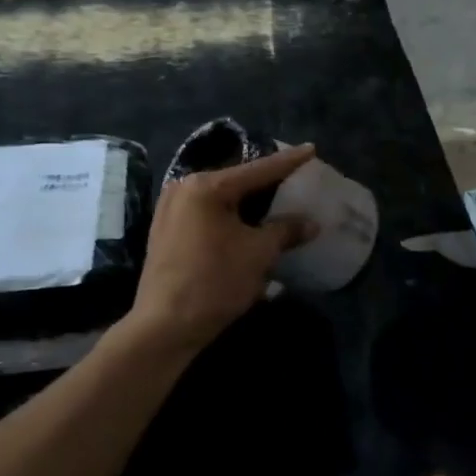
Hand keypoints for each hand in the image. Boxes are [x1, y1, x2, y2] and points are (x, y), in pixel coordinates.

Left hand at [128, 144, 317, 353]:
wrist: (165, 326)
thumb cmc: (215, 281)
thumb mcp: (258, 254)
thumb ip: (285, 231)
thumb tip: (311, 223)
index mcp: (205, 186)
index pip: (257, 170)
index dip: (288, 162)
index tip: (310, 149)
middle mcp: (182, 189)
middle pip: (235, 181)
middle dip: (265, 182)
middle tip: (294, 176)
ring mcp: (169, 211)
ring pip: (220, 199)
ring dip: (247, 203)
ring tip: (275, 199)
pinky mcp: (165, 232)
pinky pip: (206, 215)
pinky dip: (229, 217)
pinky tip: (247, 224)